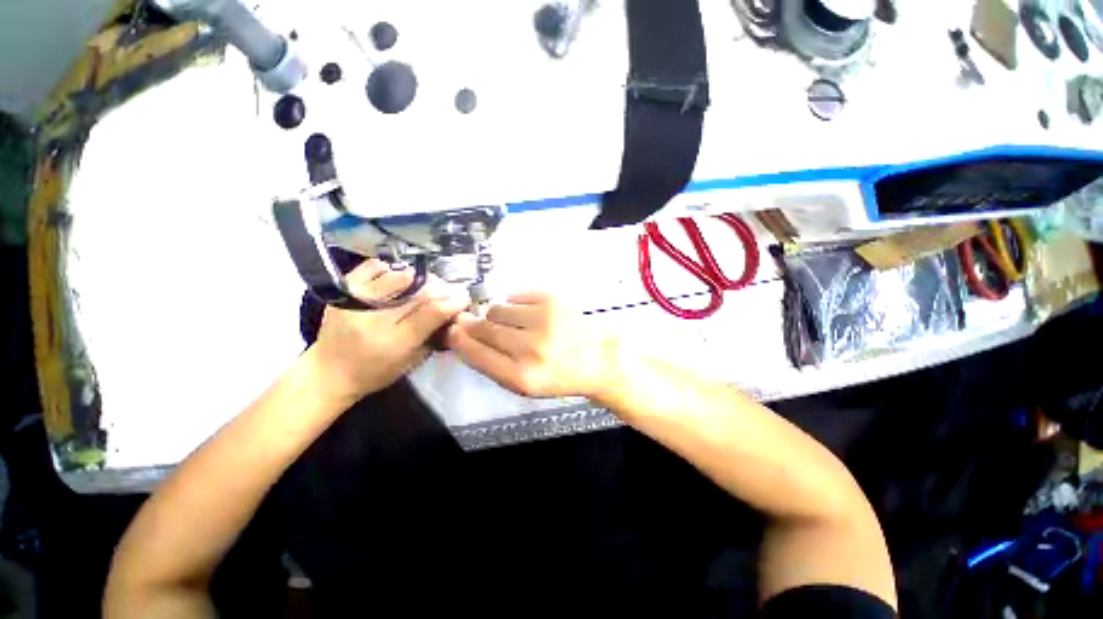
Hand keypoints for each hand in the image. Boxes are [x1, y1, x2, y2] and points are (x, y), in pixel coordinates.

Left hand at [312, 259, 468, 399]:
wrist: (328, 372)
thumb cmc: (375, 373)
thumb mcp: (411, 363)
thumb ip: (433, 337)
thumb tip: (452, 312)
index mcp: (394, 342)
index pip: (432, 313)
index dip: (453, 302)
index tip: (464, 297)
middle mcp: (374, 320)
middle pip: (419, 293)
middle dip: (442, 288)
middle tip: (451, 289)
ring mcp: (355, 302)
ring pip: (399, 276)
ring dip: (420, 278)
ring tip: (427, 284)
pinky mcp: (342, 291)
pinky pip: (373, 268)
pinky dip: (391, 269)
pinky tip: (398, 277)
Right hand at [446, 292, 619, 398]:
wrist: (598, 359)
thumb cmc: (559, 375)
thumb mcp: (525, 385)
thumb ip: (493, 364)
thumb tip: (463, 334)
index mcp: (522, 377)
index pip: (476, 354)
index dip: (459, 340)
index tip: (453, 331)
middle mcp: (531, 349)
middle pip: (484, 327)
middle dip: (474, 324)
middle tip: (474, 321)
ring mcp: (543, 321)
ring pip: (497, 309)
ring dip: (498, 315)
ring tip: (515, 323)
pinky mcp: (553, 300)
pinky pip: (515, 295)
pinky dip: (516, 304)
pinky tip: (530, 314)